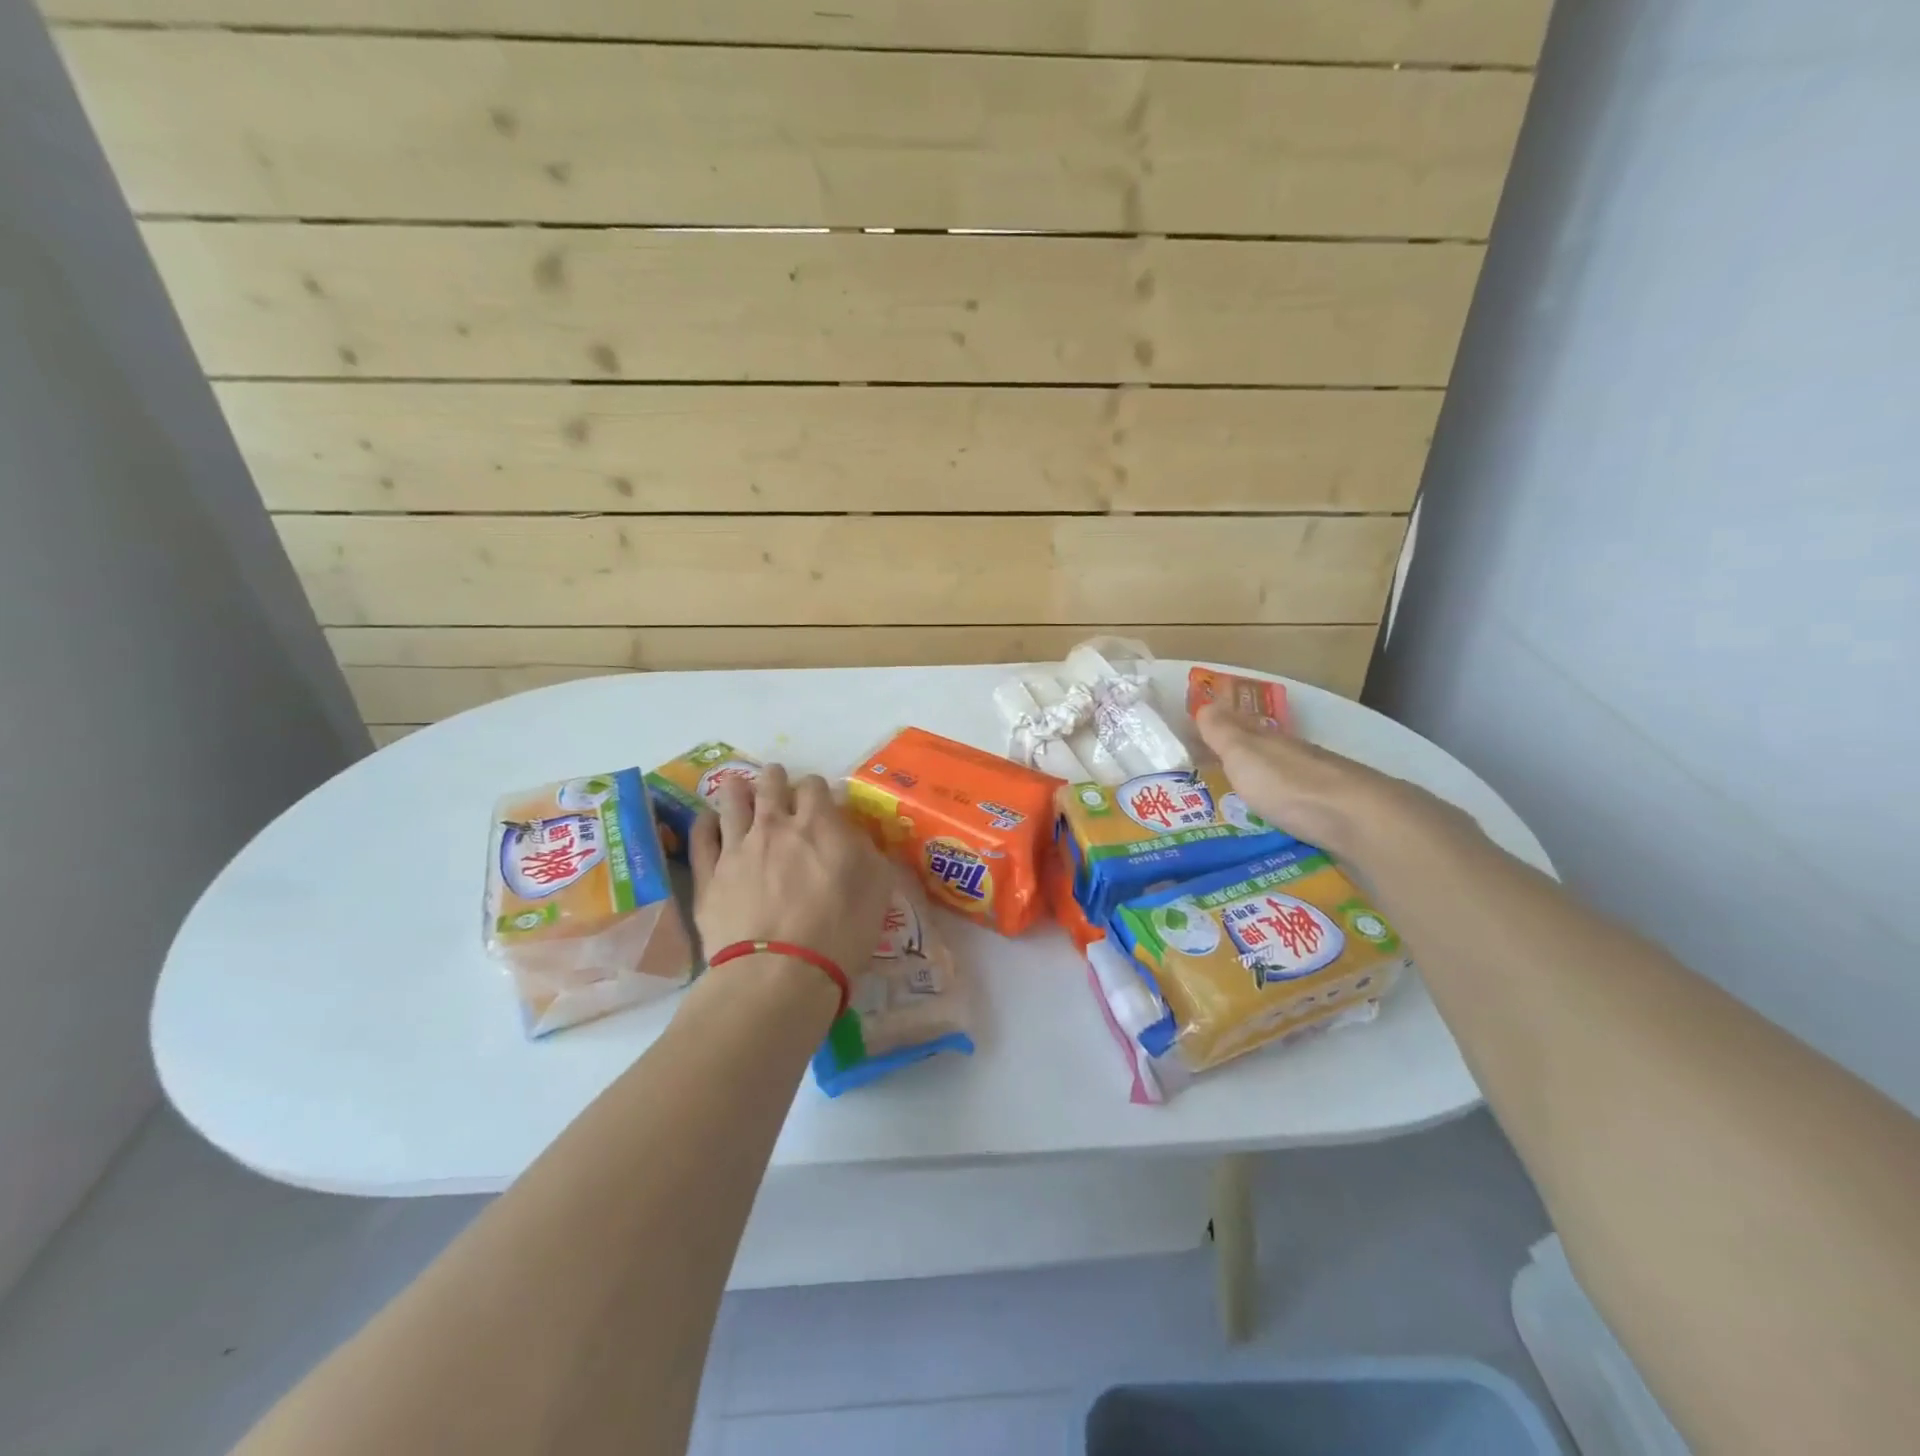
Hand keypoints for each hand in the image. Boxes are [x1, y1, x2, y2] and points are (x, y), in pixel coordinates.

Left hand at [688, 763, 892, 983]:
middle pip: (770, 784)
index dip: (818, 790)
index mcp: (818, 824)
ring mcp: (736, 848)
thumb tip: (853, 835)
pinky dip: (705, 823)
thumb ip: (866, 851)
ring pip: (732, 802)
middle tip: (778, 786)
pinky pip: (701, 836)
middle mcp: (775, 826)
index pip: (815, 786)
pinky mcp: (708, 876)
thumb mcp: (877, 888)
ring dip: (738, 790)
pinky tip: (708, 821)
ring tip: (740, 789)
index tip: (821, 803)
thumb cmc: (840, 932)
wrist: (778, 974)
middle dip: (776, 779)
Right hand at [1195, 703, 1459, 864]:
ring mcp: (1319, 784)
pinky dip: (1285, 806)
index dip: (1219, 728)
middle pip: (1263, 751)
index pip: (1240, 726)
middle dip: (1240, 756)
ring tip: (1241, 800)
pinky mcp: (1335, 813)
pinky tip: (1279, 819)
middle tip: (1213, 768)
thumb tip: (1205, 703)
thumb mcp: (1244, 755)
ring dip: (1264, 783)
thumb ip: (1223, 732)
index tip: (1195, 736)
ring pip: (1284, 777)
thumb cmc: (1289, 785)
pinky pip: (1301, 804)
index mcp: (1270, 741)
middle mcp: (1296, 756)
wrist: (1358, 819)